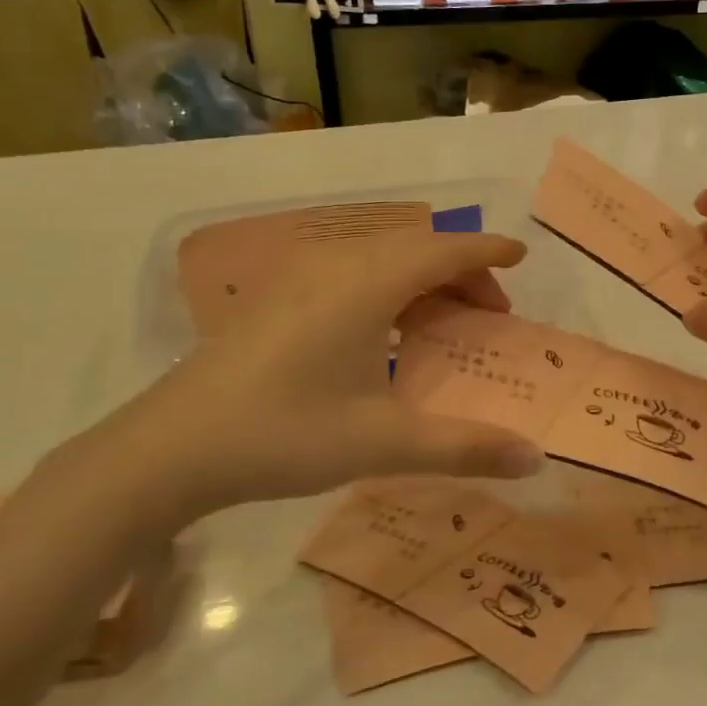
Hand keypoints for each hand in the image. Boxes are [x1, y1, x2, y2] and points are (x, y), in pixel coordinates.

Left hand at [71, 232, 544, 529]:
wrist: (172, 448)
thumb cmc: (285, 434)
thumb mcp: (383, 443)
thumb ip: (464, 447)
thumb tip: (535, 459)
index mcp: (367, 283)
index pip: (444, 248)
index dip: (488, 250)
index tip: (522, 257)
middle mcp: (336, 263)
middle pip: (416, 246)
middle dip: (463, 271)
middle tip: (491, 314)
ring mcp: (299, 275)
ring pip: (382, 256)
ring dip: (424, 278)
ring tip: (446, 322)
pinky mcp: (277, 294)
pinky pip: (352, 270)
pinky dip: (389, 286)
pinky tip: (387, 332)